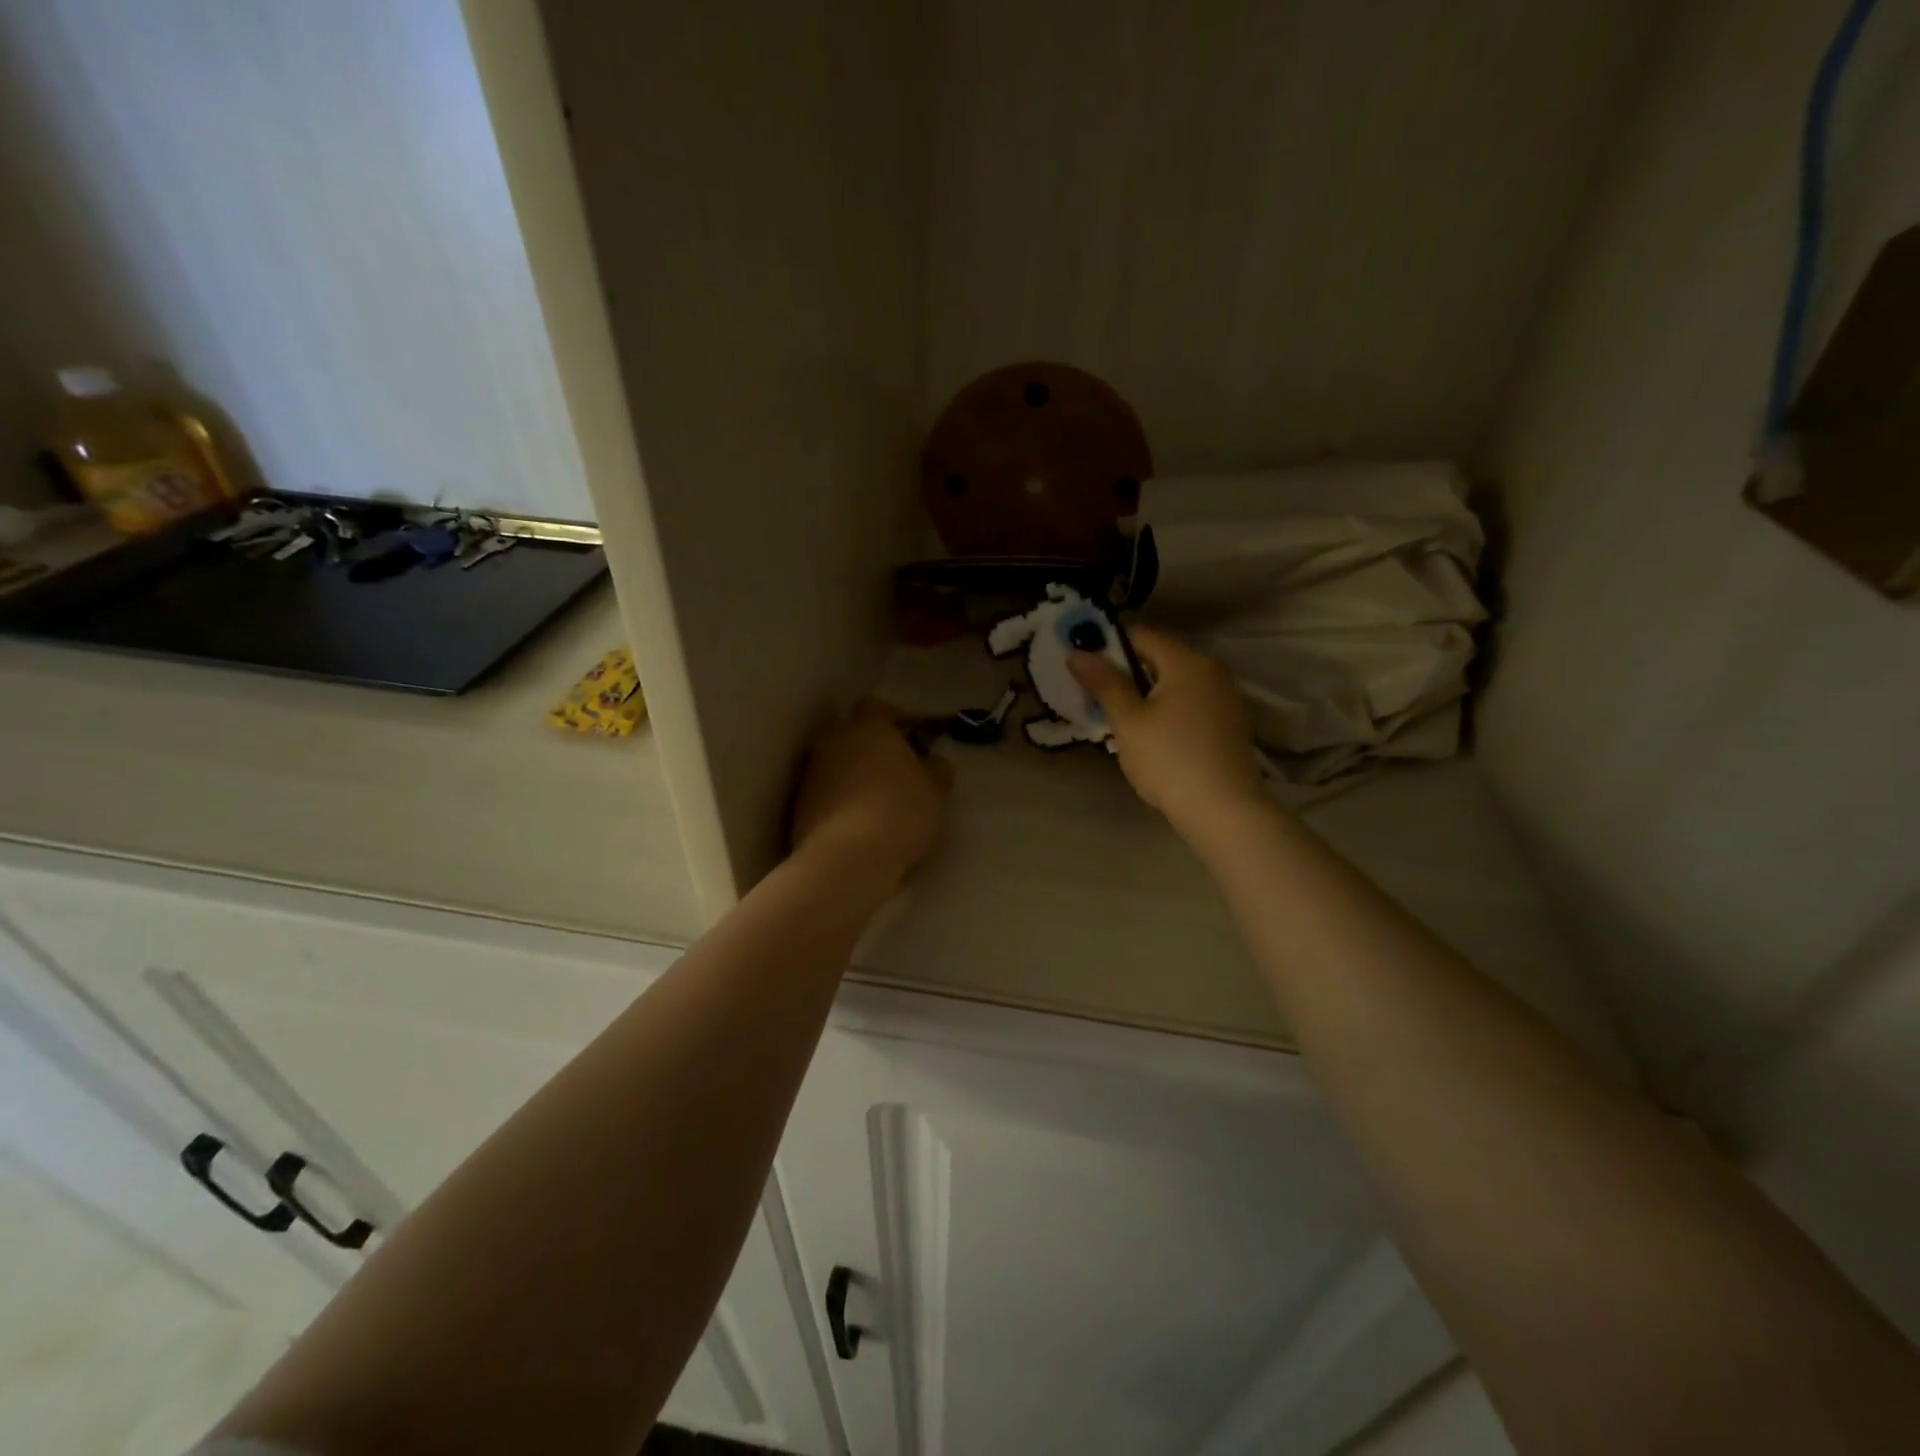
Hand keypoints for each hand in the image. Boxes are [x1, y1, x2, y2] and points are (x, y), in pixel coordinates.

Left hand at [791, 700, 953, 885]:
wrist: (847, 857)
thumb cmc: (900, 812)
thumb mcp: (935, 791)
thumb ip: (936, 769)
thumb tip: (932, 763)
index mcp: (869, 727)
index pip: (877, 707)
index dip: (894, 720)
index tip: (910, 739)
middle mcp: (834, 740)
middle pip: (850, 733)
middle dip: (868, 746)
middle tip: (891, 770)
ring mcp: (812, 772)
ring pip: (834, 763)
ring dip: (850, 775)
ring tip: (874, 802)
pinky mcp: (798, 804)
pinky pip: (823, 792)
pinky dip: (837, 801)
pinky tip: (855, 824)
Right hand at [1069, 626, 1265, 839]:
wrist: (1224, 811)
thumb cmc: (1169, 760)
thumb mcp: (1129, 722)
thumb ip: (1104, 684)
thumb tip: (1077, 653)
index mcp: (1187, 661)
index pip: (1142, 635)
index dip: (1109, 645)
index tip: (1084, 666)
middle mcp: (1212, 670)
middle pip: (1160, 657)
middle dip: (1127, 672)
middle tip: (1096, 696)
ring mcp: (1226, 697)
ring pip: (1175, 682)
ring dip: (1146, 693)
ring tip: (1121, 719)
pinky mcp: (1230, 723)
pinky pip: (1190, 703)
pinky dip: (1168, 709)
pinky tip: (1153, 736)